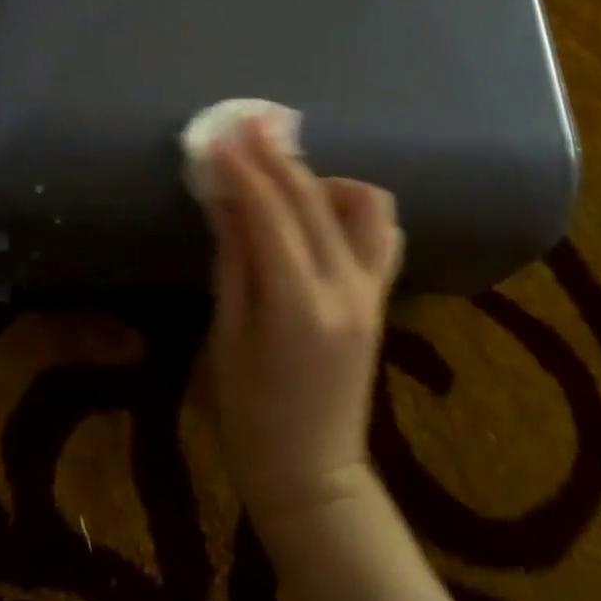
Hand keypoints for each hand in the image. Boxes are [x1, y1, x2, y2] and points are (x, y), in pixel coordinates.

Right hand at [204, 120, 403, 526]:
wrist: (314, 475)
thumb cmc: (251, 416)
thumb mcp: (227, 334)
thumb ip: (232, 257)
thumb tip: (224, 194)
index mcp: (299, 304)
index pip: (269, 213)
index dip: (241, 170)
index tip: (218, 139)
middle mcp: (346, 287)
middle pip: (311, 198)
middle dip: (276, 154)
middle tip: (247, 124)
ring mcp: (373, 289)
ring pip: (363, 203)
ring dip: (322, 177)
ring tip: (286, 175)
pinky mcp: (382, 296)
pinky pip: (381, 232)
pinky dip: (354, 205)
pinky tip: (323, 207)